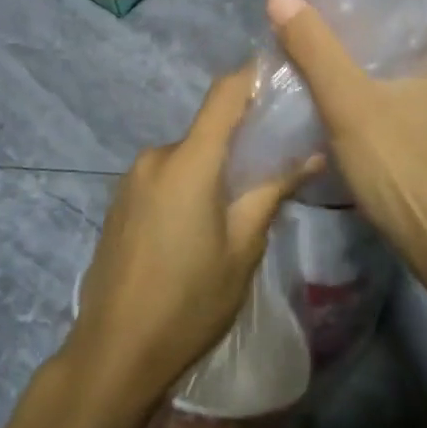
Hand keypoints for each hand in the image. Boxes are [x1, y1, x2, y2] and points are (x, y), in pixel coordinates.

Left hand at [65, 65, 316, 414]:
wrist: (115, 352)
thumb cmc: (190, 301)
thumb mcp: (243, 249)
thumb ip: (272, 192)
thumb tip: (312, 156)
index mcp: (188, 161)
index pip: (224, 95)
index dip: (253, 77)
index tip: (283, 75)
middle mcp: (155, 157)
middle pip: (207, 132)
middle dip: (241, 142)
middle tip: (277, 167)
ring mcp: (131, 180)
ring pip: (186, 158)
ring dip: (213, 170)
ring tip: (240, 207)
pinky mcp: (119, 202)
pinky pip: (164, 178)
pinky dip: (188, 186)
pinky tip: (199, 227)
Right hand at [266, 0, 426, 288]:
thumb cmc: (411, 173)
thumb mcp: (350, 108)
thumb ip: (316, 51)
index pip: (424, 3)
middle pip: (423, 40)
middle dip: (380, 35)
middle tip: (331, 23)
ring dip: (391, 71)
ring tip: (344, 57)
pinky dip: (404, 100)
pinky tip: (373, 105)